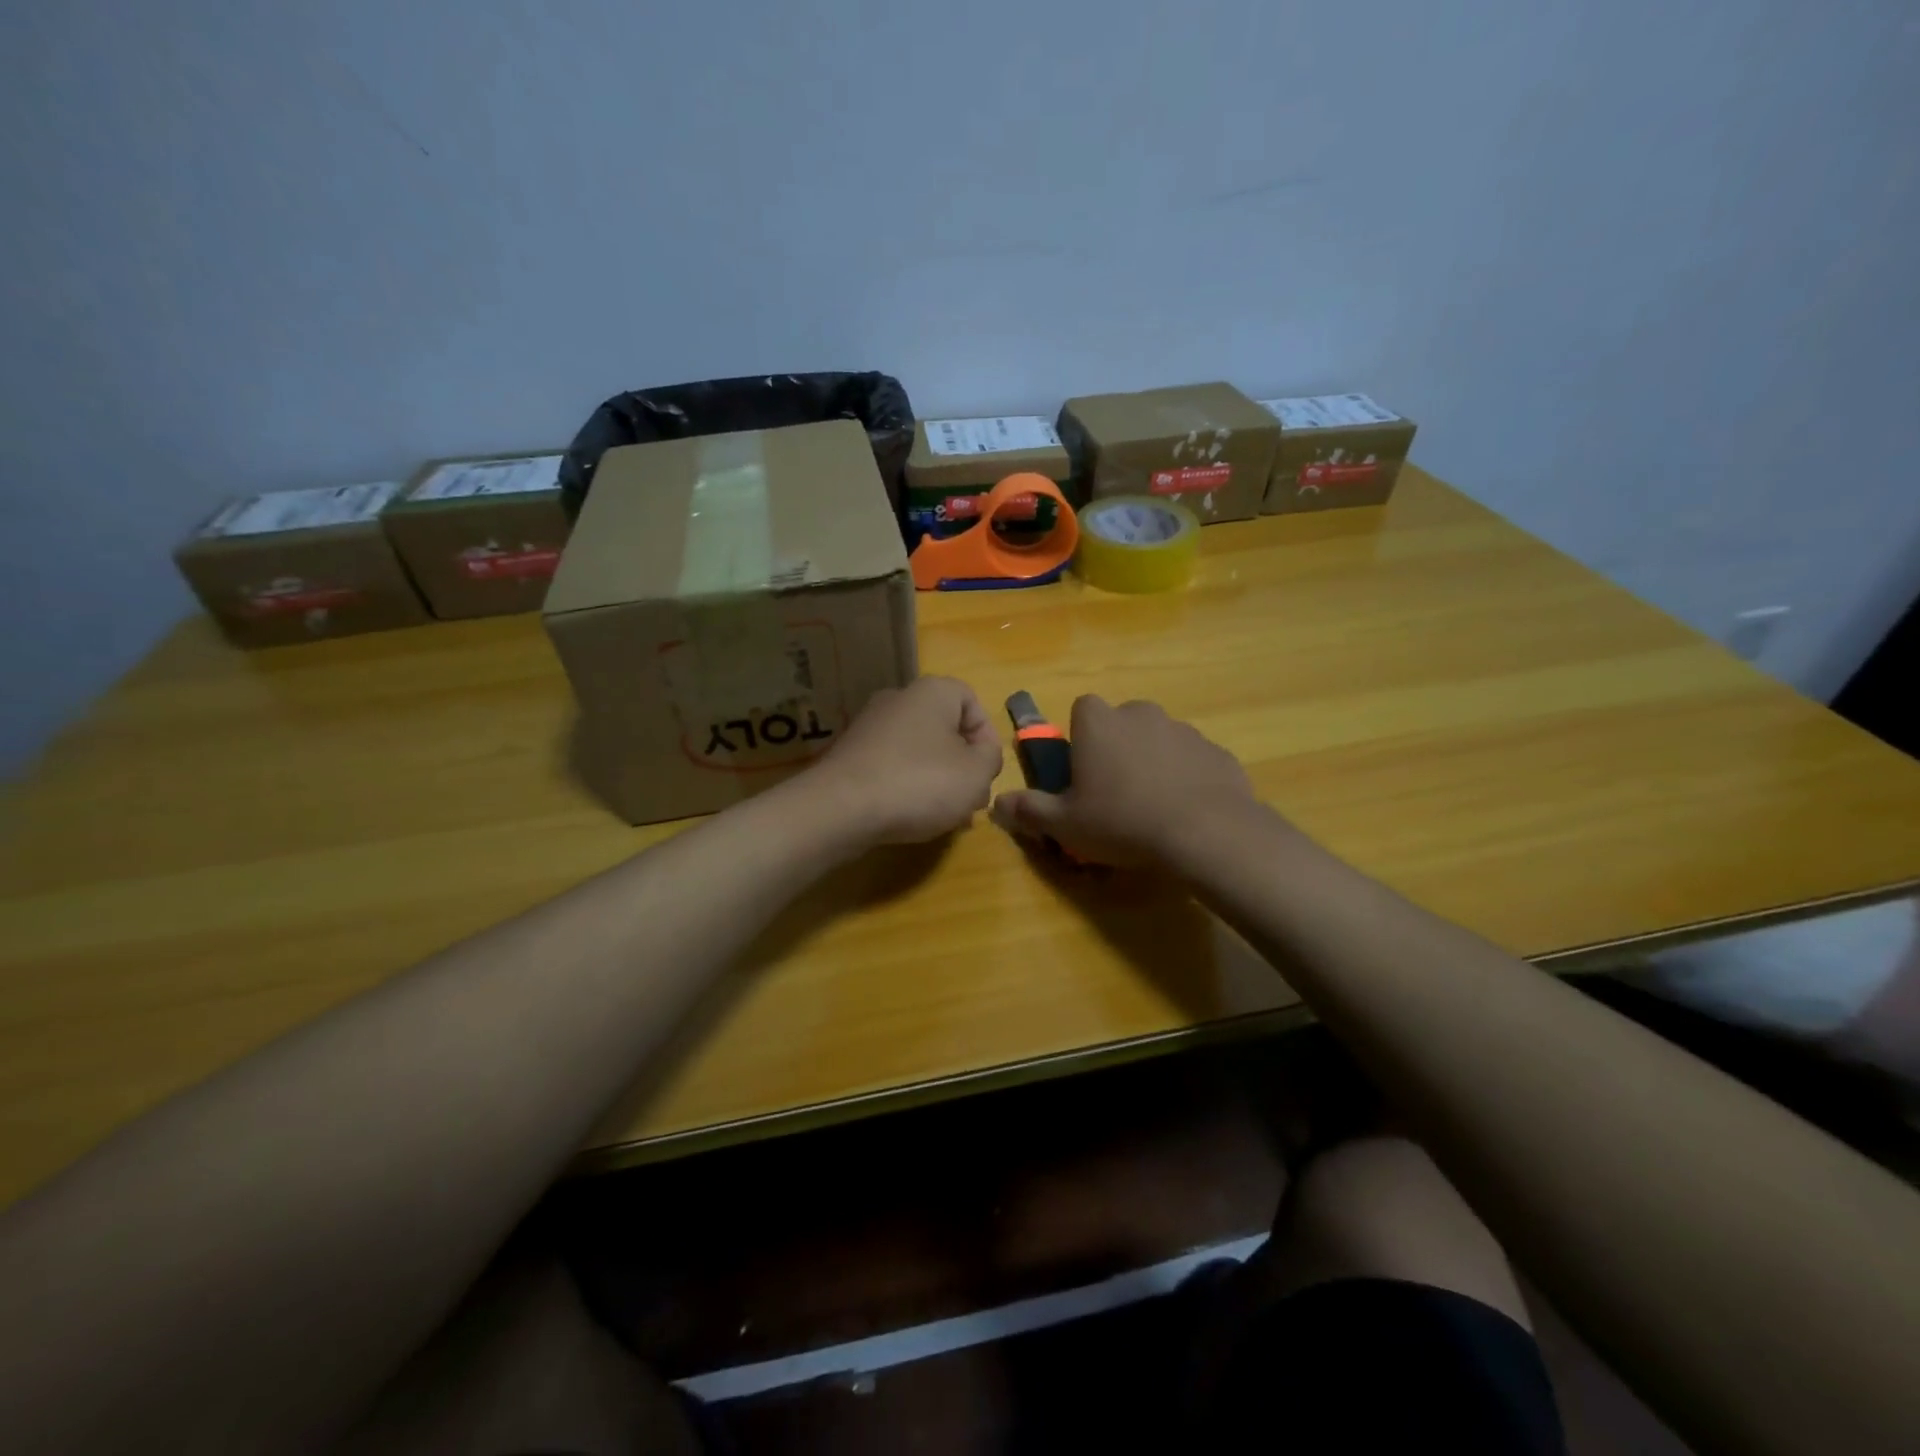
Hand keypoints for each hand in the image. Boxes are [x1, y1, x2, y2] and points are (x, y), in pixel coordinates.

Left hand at [807, 676, 1003, 844]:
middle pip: (944, 727)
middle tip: (969, 798)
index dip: (986, 736)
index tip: (987, 771)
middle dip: (962, 763)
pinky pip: (891, 765)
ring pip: (918, 749)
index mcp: (932, 692)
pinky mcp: (849, 755)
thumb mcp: (976, 773)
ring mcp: (869, 726)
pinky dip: (905, 785)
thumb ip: (991, 758)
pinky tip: (909, 814)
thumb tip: (981, 755)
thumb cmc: (920, 782)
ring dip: (936, 778)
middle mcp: (898, 699)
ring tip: (943, 814)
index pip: (971, 701)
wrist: (841, 808)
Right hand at [989, 695, 1256, 866]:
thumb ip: (1029, 810)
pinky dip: (1186, 778)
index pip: (1082, 709)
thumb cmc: (1122, 820)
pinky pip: (1191, 760)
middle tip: (1115, 792)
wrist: (1206, 832)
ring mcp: (1182, 729)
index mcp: (1099, 722)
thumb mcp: (1065, 824)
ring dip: (1152, 762)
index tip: (1082, 771)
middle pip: (1121, 723)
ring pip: (1158, 740)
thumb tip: (997, 804)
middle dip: (1117, 748)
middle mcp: (1140, 713)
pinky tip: (1185, 811)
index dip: (1081, 738)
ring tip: (1152, 807)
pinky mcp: (1215, 751)